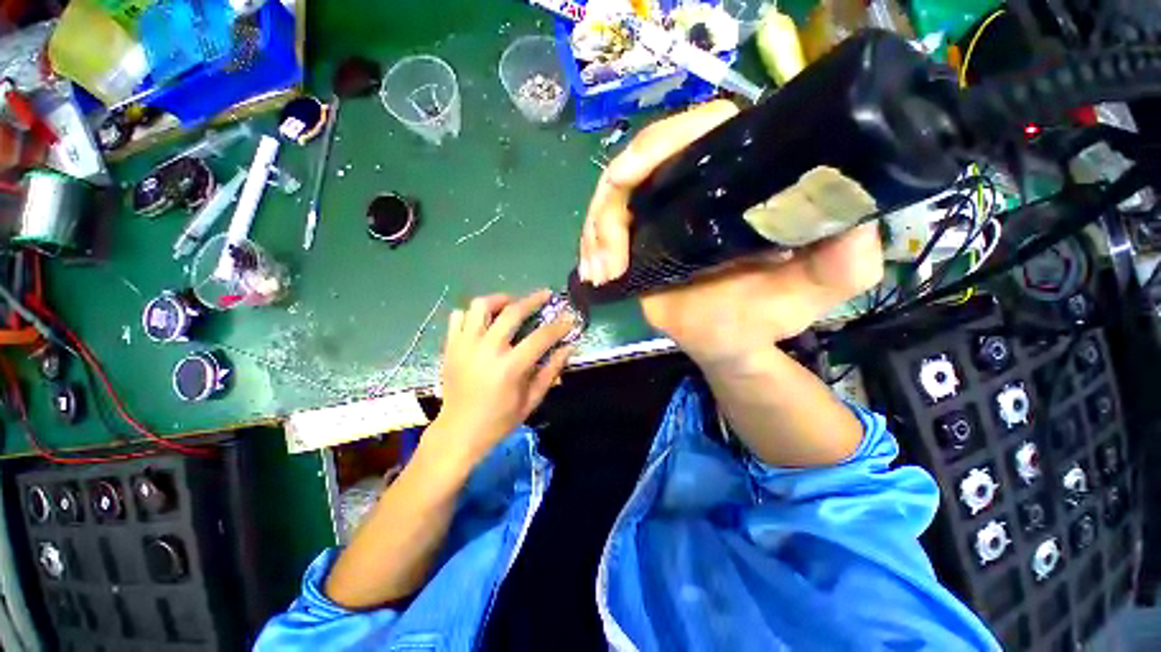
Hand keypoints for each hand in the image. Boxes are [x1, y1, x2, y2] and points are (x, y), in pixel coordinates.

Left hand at [428, 290, 574, 464]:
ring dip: (500, 300)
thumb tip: (568, 348)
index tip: (569, 317)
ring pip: (480, 306)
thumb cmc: (499, 420)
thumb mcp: (532, 400)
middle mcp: (486, 350)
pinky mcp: (450, 347)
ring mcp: (464, 346)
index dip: (558, 326)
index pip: (540, 337)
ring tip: (511, 303)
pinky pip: (458, 317)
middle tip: (545, 295)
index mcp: (509, 368)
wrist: (458, 432)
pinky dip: (472, 313)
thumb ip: (551, 371)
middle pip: (511, 312)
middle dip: (533, 300)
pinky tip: (484, 320)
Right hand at [578, 101, 882, 366]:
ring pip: (613, 197)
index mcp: (741, 178)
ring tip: (600, 272)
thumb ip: (846, 257)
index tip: (631, 178)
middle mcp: (698, 183)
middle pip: (641, 161)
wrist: (727, 341)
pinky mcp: (639, 234)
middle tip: (608, 254)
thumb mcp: (820, 287)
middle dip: (612, 204)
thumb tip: (847, 212)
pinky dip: (591, 247)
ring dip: (596, 232)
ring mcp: (662, 209)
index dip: (661, 142)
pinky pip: (604, 227)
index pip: (701, 129)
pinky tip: (593, 274)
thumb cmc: (769, 314)